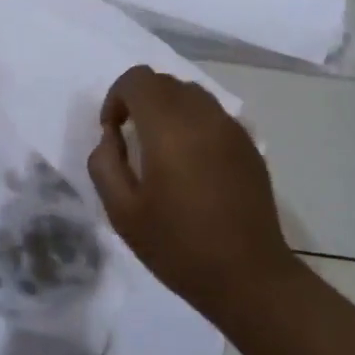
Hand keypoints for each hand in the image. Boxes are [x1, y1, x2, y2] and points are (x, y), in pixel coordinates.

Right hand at [87, 65, 300, 315]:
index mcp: (169, 128)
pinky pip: (213, 115)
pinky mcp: (249, 145)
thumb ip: (105, 163)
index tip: (113, 133)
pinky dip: (193, 124)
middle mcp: (204, 116)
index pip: (138, 79)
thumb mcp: (122, 212)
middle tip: (133, 143)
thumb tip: (111, 136)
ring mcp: (232, 128)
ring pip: (192, 94)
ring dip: (168, 110)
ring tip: (162, 152)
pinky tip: (192, 166)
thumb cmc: (177, 247)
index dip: (116, 98)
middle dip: (140, 102)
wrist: (247, 275)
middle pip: (165, 81)